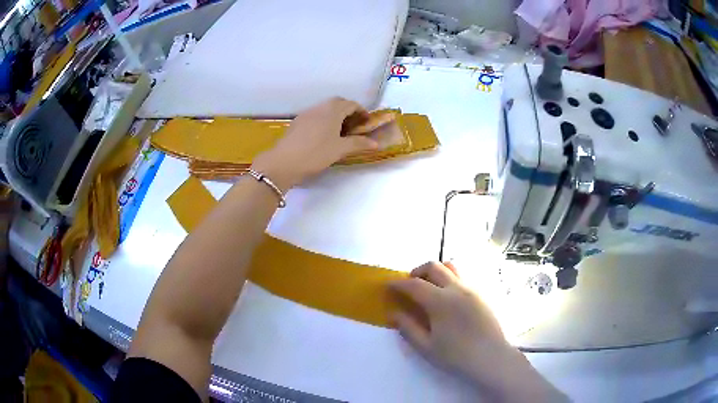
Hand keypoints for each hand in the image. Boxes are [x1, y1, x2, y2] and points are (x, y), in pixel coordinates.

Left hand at [252, 97, 378, 191]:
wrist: (283, 162)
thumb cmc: (315, 154)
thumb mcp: (340, 149)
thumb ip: (359, 143)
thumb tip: (376, 143)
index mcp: (332, 110)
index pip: (351, 104)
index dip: (362, 112)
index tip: (367, 123)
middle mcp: (319, 107)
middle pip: (337, 103)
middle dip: (348, 111)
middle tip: (355, 126)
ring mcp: (306, 114)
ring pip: (325, 109)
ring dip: (336, 116)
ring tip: (340, 132)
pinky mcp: (297, 122)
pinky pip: (315, 116)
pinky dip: (324, 121)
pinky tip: (324, 136)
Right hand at [390, 262, 565, 401]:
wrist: (491, 358)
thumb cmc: (456, 356)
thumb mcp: (426, 347)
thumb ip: (408, 328)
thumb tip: (393, 313)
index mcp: (440, 301)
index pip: (414, 284)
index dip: (398, 283)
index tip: (388, 285)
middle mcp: (456, 288)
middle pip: (433, 266)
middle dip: (416, 271)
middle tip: (408, 284)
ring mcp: (471, 289)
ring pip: (450, 267)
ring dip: (435, 271)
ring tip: (428, 287)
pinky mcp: (481, 293)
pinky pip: (462, 277)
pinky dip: (449, 279)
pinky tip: (447, 298)